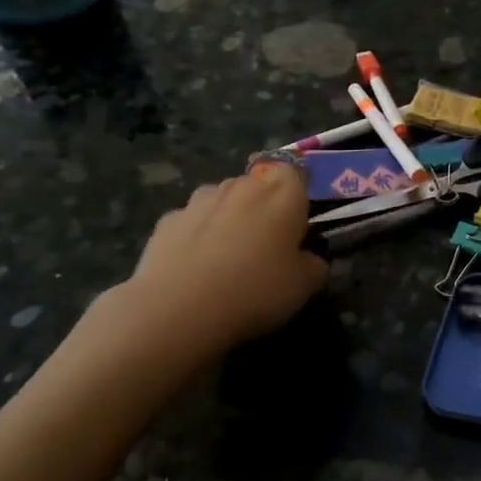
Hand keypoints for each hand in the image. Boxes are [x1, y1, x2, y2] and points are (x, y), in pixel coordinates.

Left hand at [119, 160, 326, 355]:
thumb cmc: (256, 290)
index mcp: (281, 193)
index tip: (299, 218)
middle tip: (267, 244)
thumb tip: (309, 258)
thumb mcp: (305, 286)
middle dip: (263, 206)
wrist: (179, 309)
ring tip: (228, 256)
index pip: (296, 172)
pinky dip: (197, 236)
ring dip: (229, 217)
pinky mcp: (166, 221)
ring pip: (222, 200)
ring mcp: (199, 201)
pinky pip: (191, 222)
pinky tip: (196, 267)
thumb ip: (314, 264)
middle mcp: (241, 186)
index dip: (298, 191)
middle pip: (257, 185)